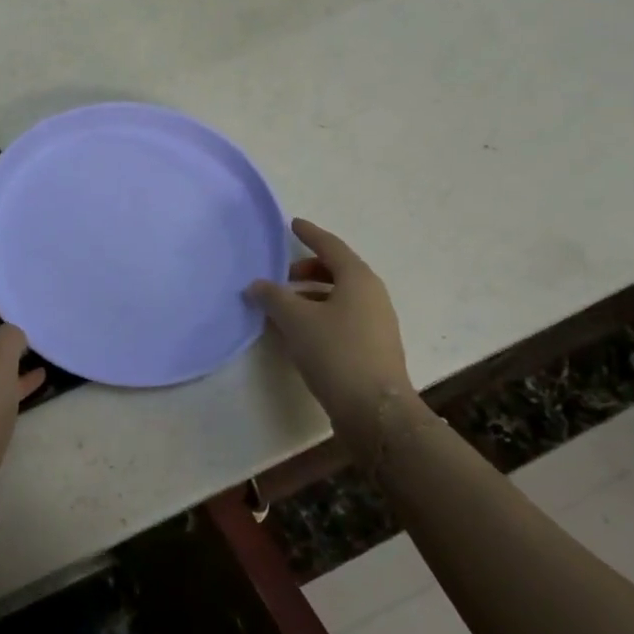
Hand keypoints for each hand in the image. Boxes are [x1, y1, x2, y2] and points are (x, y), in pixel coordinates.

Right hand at [248, 219, 418, 427]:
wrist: (375, 410)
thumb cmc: (336, 352)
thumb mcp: (296, 320)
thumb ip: (273, 297)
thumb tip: (257, 285)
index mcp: (358, 279)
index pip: (330, 246)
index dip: (310, 234)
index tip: (292, 224)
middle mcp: (372, 295)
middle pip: (337, 271)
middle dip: (308, 270)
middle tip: (281, 277)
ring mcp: (377, 322)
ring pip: (340, 296)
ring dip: (312, 296)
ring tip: (284, 307)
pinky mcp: (374, 347)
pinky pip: (343, 317)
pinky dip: (321, 314)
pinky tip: (300, 332)